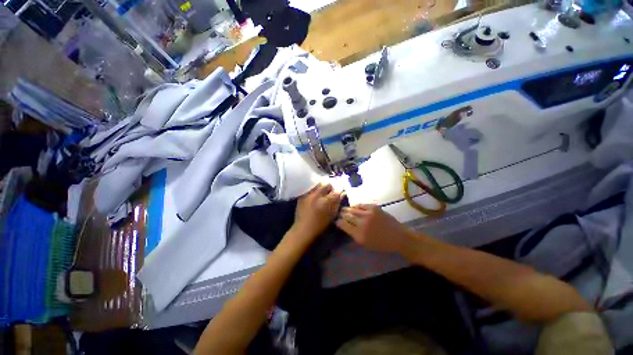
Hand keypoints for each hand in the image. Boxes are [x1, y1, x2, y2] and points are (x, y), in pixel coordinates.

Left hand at [291, 183, 343, 240]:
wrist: (303, 228)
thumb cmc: (320, 224)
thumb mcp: (332, 215)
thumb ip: (337, 203)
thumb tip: (342, 194)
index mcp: (326, 201)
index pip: (336, 191)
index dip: (339, 191)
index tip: (339, 193)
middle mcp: (317, 195)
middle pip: (327, 185)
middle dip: (330, 188)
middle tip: (330, 192)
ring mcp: (309, 194)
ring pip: (318, 185)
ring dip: (322, 187)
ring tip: (322, 193)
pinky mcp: (302, 195)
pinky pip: (310, 188)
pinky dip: (314, 189)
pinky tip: (314, 195)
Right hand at [336, 204, 413, 253]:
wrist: (399, 237)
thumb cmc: (381, 244)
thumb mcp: (365, 245)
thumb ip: (354, 235)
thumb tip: (345, 226)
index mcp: (359, 235)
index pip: (343, 225)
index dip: (338, 221)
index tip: (336, 220)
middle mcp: (362, 223)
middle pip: (346, 215)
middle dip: (341, 214)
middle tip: (339, 214)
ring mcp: (368, 214)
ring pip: (352, 209)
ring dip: (347, 209)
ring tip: (344, 209)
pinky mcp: (374, 208)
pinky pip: (360, 205)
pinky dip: (356, 206)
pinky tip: (354, 207)